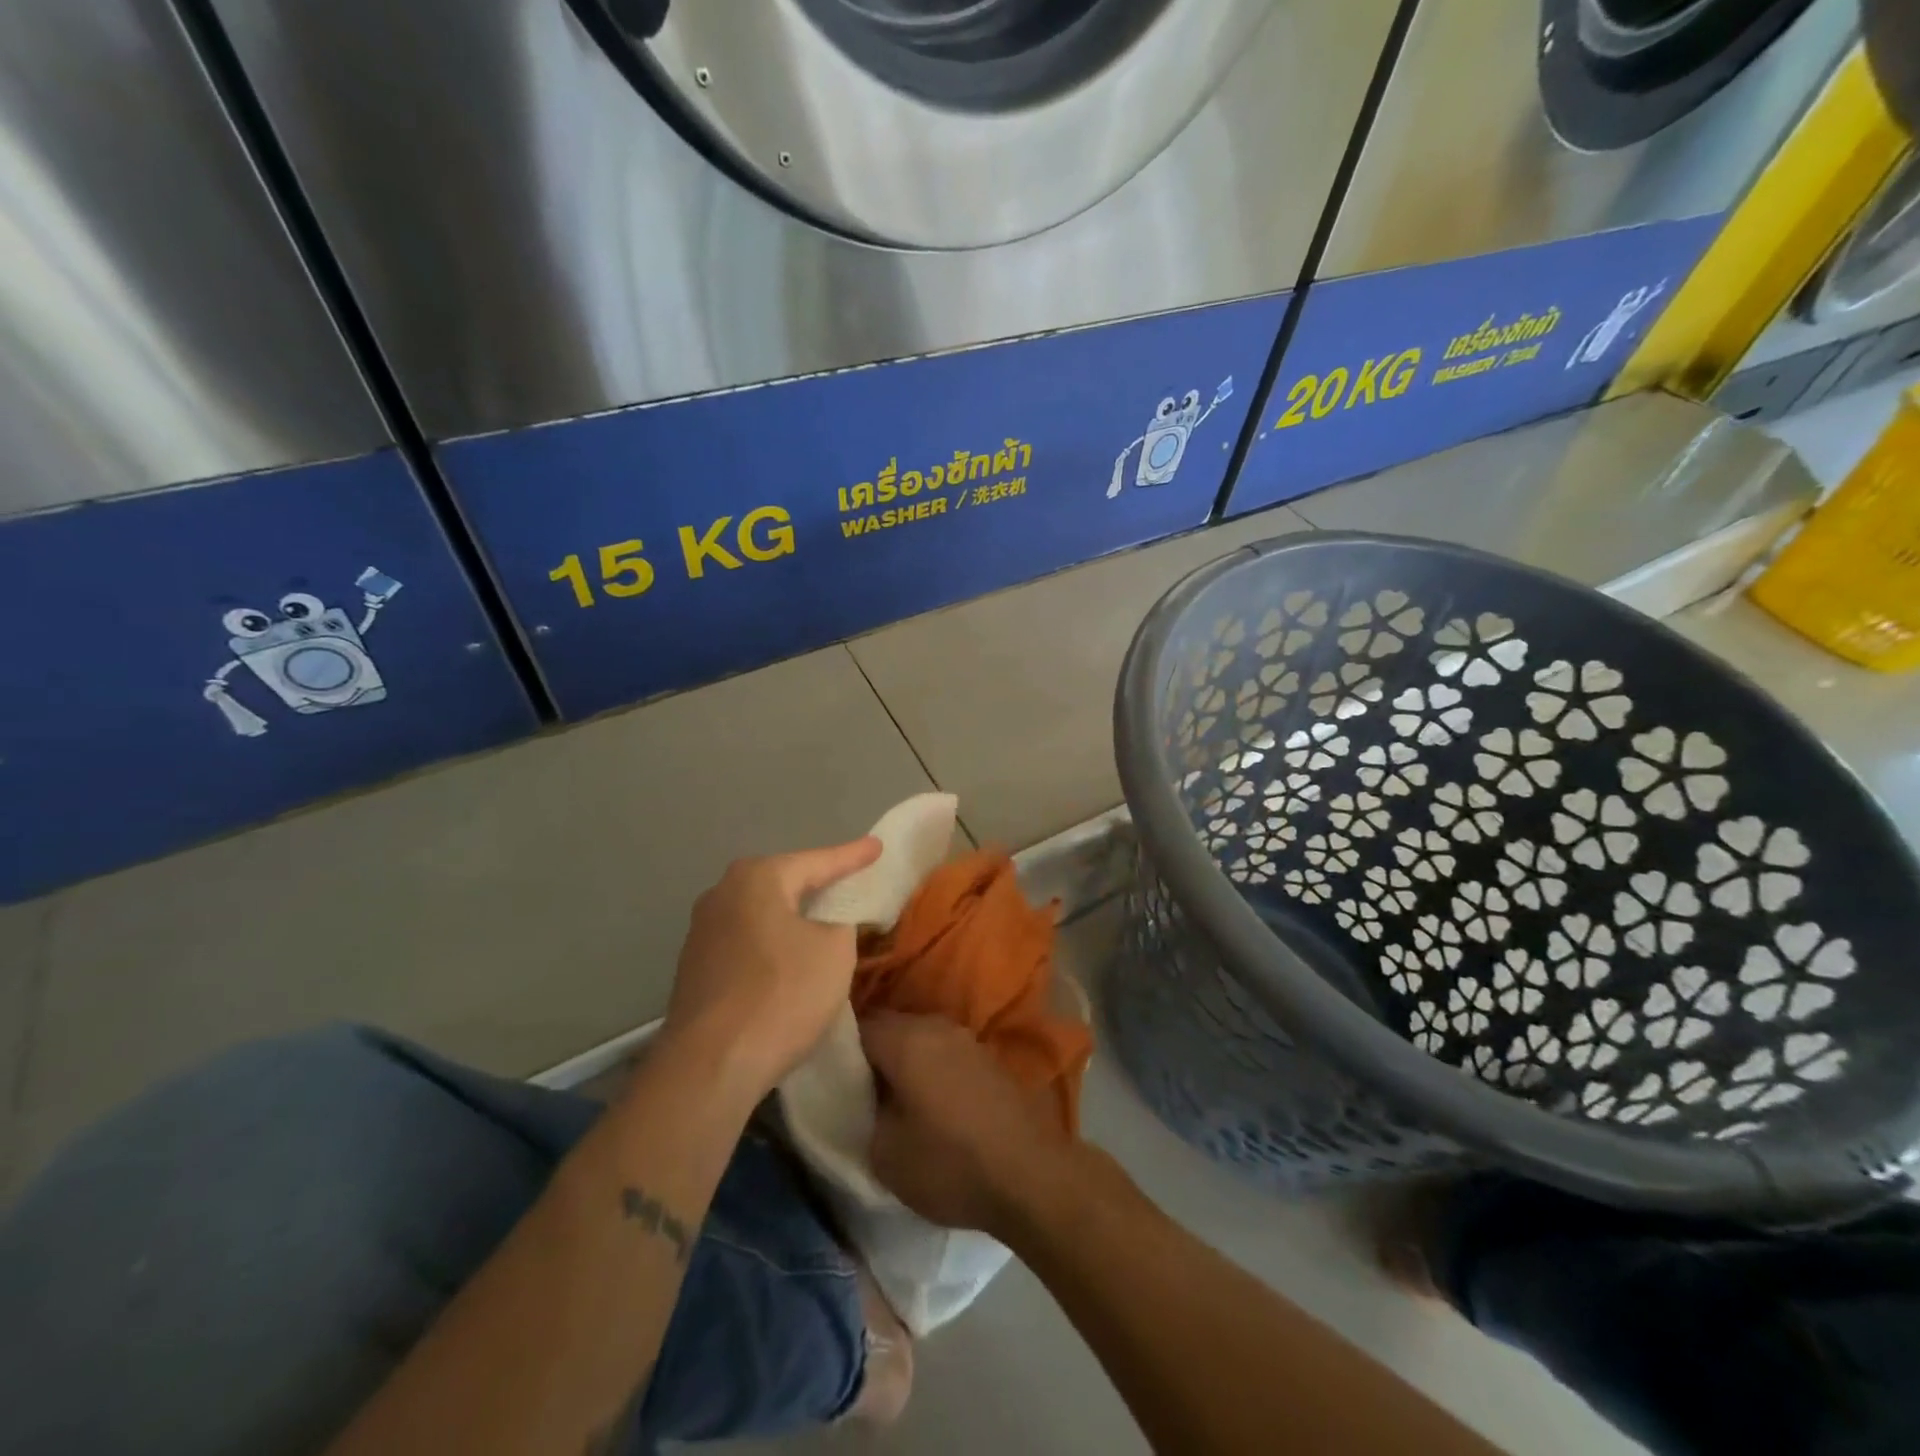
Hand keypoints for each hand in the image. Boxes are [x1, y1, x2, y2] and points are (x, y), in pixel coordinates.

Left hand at [660, 838, 880, 1102]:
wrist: (709, 1066)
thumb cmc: (781, 994)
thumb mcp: (835, 951)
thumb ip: (842, 921)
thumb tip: (831, 921)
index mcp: (757, 878)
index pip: (818, 861)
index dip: (853, 856)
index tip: (878, 847)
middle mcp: (722, 894)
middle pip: (784, 883)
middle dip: (817, 883)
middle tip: (850, 880)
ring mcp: (702, 932)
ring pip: (762, 914)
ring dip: (792, 917)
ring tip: (822, 920)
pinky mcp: (695, 969)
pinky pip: (747, 943)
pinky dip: (772, 944)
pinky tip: (787, 960)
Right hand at [860, 1011, 1079, 1241]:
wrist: (1030, 1174)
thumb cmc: (950, 1163)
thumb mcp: (885, 1153)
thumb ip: (865, 1113)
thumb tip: (866, 1097)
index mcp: (905, 1039)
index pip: (857, 1027)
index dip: (837, 1050)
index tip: (828, 1076)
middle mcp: (935, 1026)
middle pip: (889, 1026)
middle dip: (870, 1052)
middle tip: (854, 1088)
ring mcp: (966, 1038)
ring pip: (918, 1037)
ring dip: (902, 1059)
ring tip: (889, 1095)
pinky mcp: (987, 1057)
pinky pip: (943, 1051)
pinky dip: (929, 1067)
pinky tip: (926, 1099)